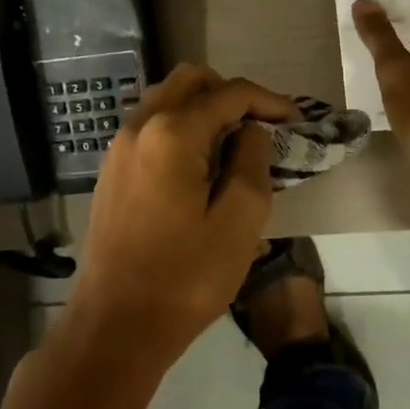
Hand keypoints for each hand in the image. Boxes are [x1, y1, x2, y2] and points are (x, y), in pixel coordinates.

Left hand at [61, 64, 297, 375]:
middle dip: (232, 94)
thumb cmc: (184, 279)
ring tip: (235, 144)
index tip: (298, 121)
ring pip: (167, 99)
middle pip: (191, 81)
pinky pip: (151, 126)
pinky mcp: (112, 170)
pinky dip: (181, 127)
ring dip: (204, 109)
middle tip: (263, 127)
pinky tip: (200, 165)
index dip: (269, 101)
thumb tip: (251, 131)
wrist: (114, 327)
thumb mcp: (238, 223)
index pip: (230, 94)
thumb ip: (252, 163)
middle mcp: (139, 126)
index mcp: (171, 133)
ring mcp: (119, 147)